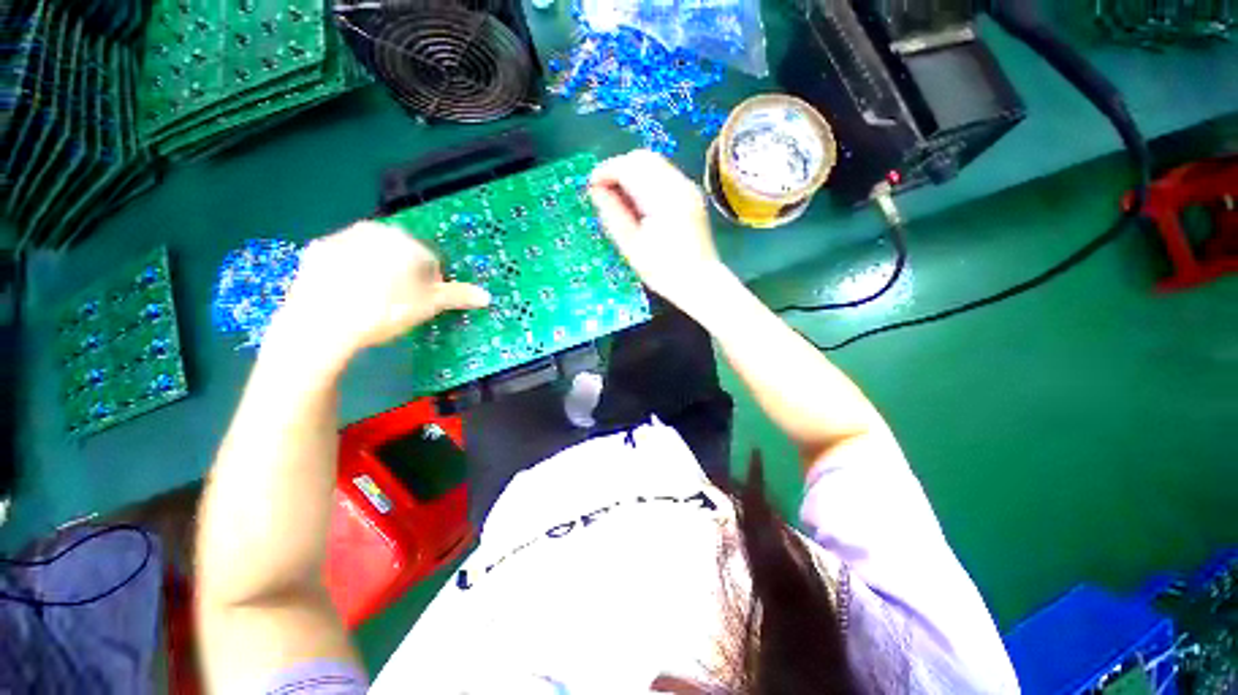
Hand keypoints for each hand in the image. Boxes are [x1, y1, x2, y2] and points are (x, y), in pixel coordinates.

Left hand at [266, 221, 489, 370]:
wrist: (320, 323)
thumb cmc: (385, 310)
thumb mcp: (427, 305)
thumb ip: (457, 296)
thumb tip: (487, 296)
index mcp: (406, 241)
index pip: (431, 260)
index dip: (433, 283)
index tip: (425, 302)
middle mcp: (375, 230)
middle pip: (402, 253)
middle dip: (406, 274)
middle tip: (402, 302)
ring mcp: (342, 237)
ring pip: (373, 254)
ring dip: (380, 271)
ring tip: (374, 300)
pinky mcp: (316, 251)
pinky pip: (344, 258)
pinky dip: (351, 272)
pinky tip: (349, 295)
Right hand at [588, 150, 728, 308]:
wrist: (699, 282)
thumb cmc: (663, 271)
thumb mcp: (631, 246)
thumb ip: (613, 214)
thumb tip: (596, 189)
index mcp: (663, 198)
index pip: (630, 167)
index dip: (606, 171)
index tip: (591, 186)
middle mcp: (679, 185)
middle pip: (643, 158)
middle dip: (618, 169)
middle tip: (604, 192)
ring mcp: (688, 188)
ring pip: (654, 164)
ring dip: (632, 174)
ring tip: (619, 198)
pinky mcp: (690, 195)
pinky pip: (663, 175)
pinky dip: (645, 181)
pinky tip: (638, 202)